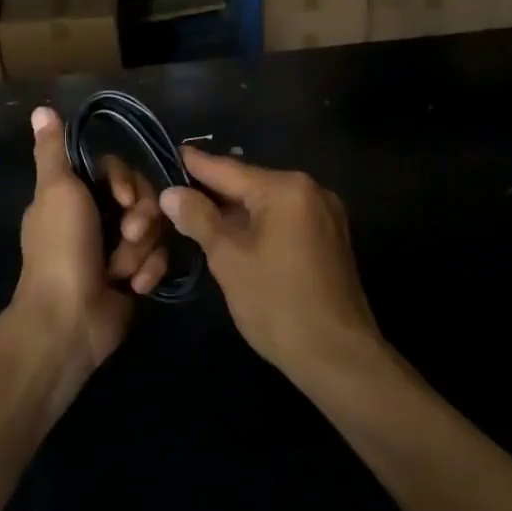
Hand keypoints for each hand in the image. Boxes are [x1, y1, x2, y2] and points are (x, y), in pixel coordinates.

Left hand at [14, 106, 168, 371]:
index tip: (125, 198)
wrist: (68, 320)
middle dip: (141, 218)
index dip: (129, 182)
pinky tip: (135, 287)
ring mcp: (116, 249)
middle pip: (143, 198)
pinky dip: (147, 272)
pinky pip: (157, 259)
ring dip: (141, 250)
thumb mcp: (56, 190)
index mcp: (75, 195)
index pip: (119, 171)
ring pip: (154, 229)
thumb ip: (53, 150)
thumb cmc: (61, 249)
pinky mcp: (134, 277)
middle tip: (129, 234)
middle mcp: (97, 217)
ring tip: (125, 270)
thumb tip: (40, 109)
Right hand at [160, 149, 380, 384]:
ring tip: (198, 210)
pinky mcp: (330, 238)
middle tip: (177, 189)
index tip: (172, 152)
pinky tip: (235, 234)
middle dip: (214, 190)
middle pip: (250, 183)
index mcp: (286, 189)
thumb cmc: (278, 304)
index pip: (229, 169)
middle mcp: (311, 190)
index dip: (196, 165)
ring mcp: (325, 214)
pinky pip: (285, 218)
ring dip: (235, 209)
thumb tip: (171, 193)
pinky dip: (259, 223)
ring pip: (268, 202)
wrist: (339, 358)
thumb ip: (199, 219)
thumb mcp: (229, 260)